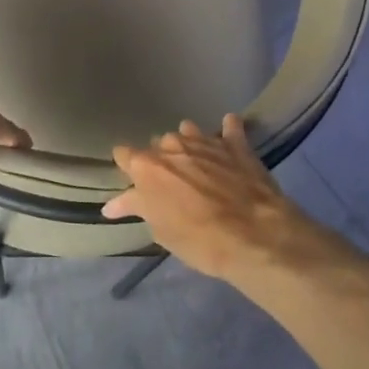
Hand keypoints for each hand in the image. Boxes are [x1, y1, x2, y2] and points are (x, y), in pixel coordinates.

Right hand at [103, 116, 339, 284]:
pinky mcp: (236, 144)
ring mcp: (205, 141)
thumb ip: (137, 208)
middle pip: (158, 145)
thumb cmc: (200, 241)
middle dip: (161, 159)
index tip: (134, 181)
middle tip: (171, 182)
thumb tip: (111, 205)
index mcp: (148, 167)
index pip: (124, 154)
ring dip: (189, 144)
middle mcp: (172, 146)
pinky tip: (230, 135)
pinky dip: (228, 131)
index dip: (128, 167)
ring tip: (198, 162)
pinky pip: (230, 127)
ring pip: (188, 132)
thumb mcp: (161, 231)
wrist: (256, 236)